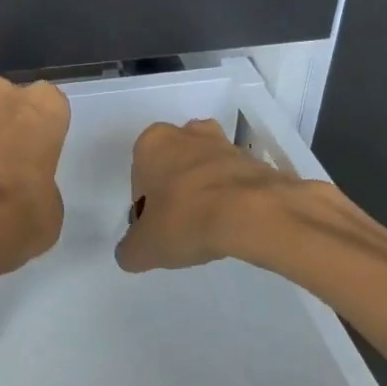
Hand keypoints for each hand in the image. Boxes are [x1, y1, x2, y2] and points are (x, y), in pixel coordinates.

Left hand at [0, 76, 69, 276]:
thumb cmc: (23, 211)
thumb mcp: (50, 206)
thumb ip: (39, 183)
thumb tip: (26, 188)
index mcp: (43, 108)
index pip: (49, 101)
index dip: (42, 125)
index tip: (39, 148)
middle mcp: (3, 99)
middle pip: (6, 96)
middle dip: (5, 117)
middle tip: (9, 153)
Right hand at [114, 118, 299, 272]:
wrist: (256, 215)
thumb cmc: (187, 220)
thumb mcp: (144, 248)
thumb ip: (130, 250)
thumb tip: (132, 252)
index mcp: (152, 143)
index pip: (139, 180)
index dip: (146, 209)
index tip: (158, 230)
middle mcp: (186, 134)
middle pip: (172, 168)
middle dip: (175, 193)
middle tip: (182, 227)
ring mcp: (224, 143)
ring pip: (204, 171)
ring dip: (204, 194)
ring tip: (211, 229)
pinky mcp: (255, 159)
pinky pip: (234, 181)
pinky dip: (232, 199)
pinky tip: (234, 225)